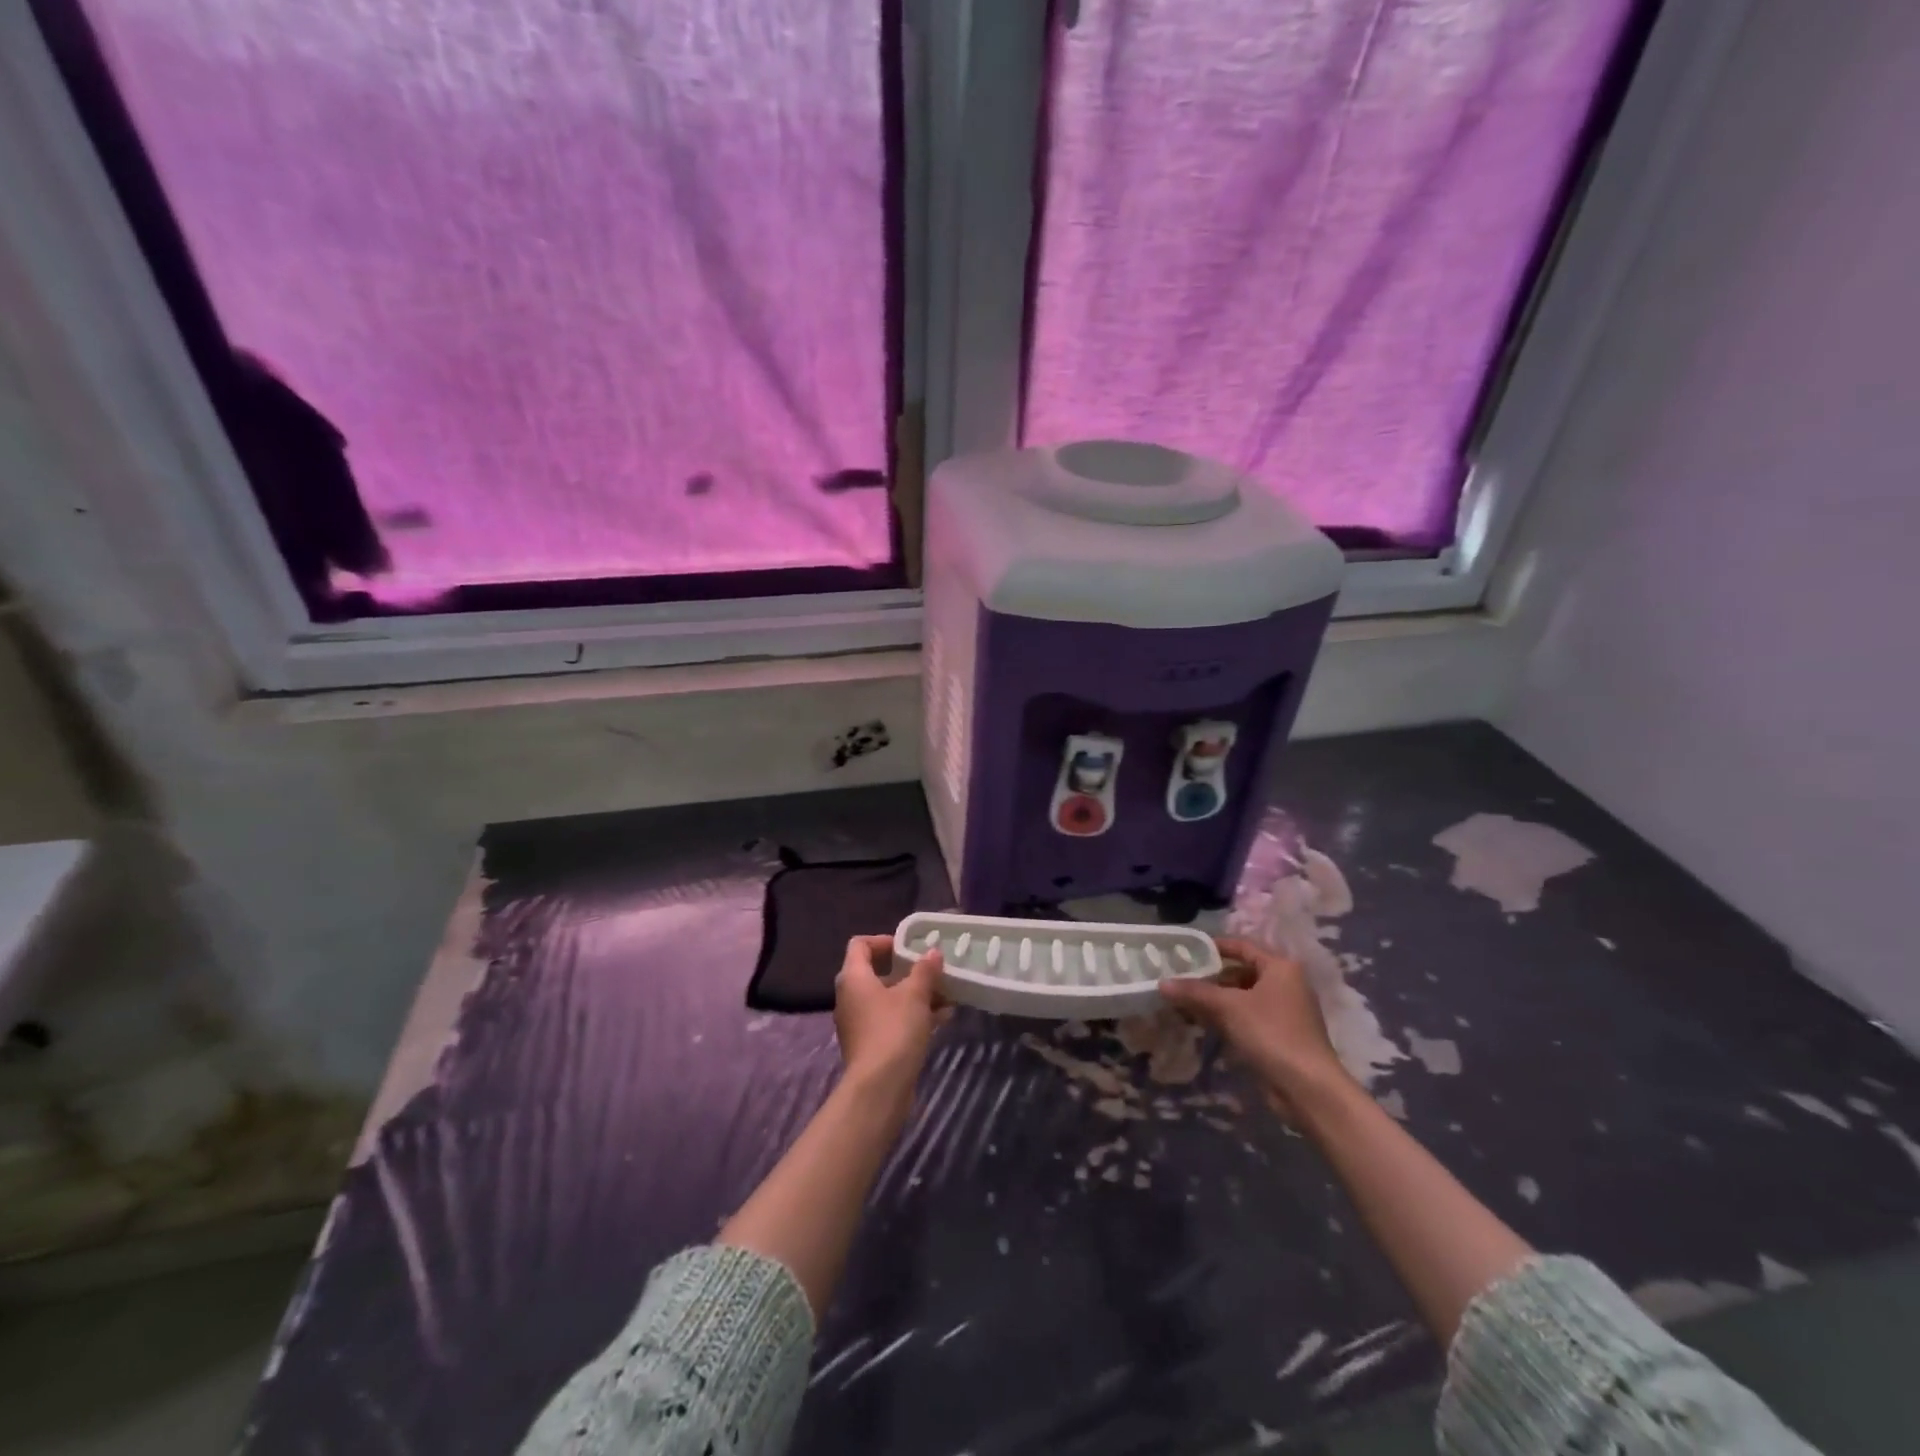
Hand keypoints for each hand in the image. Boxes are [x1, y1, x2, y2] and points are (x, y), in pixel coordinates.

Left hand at [833, 935, 942, 1101]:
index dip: (884, 940)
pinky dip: (913, 1016)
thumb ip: (924, 970)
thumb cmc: (893, 1030)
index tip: (909, 947)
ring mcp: (859, 1023)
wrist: (879, 1088)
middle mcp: (851, 997)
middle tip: (934, 971)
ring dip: (916, 995)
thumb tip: (932, 952)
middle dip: (909, 972)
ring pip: (889, 999)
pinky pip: (892, 1020)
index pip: (860, 945)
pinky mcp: (870, 1044)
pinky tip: (942, 1018)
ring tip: (947, 995)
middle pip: (878, 973)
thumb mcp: (915, 995)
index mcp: (854, 978)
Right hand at [1159, 936, 1353, 1113]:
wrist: (1308, 1088)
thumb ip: (1194, 992)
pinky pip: (1248, 1018)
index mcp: (1280, 967)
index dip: (1214, 947)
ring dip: (1216, 1000)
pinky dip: (1227, 1018)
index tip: (1187, 951)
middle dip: (1211, 977)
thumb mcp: (1228, 1007)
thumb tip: (1162, 983)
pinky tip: (1204, 1025)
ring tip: (1185, 1003)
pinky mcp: (1281, 1036)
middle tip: (1181, 979)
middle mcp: (1286, 984)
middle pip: (1242, 972)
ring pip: (1243, 997)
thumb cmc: (1271, 1033)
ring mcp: (1285, 1012)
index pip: (1242, 946)